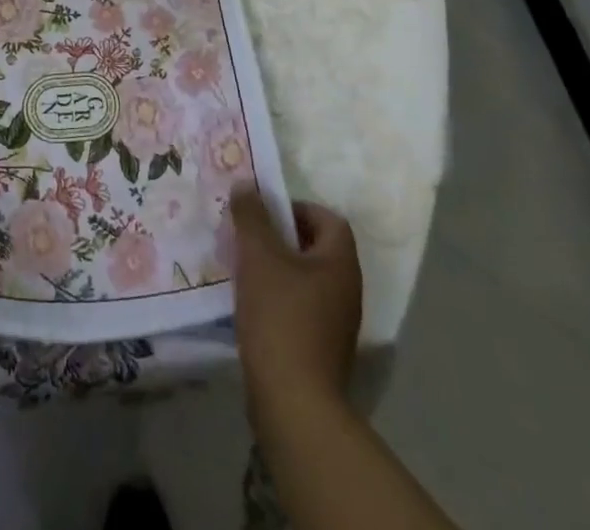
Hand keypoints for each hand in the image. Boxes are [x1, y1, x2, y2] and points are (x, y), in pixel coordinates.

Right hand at [230, 188, 363, 415]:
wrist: (294, 404)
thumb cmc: (281, 317)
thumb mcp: (258, 255)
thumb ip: (251, 216)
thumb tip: (246, 185)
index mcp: (340, 264)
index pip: (328, 218)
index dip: (297, 208)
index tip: (264, 214)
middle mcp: (346, 290)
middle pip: (316, 248)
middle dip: (280, 237)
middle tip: (247, 236)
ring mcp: (336, 324)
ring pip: (305, 279)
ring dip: (276, 268)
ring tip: (243, 268)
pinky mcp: (321, 350)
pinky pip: (300, 307)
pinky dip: (277, 298)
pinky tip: (250, 305)